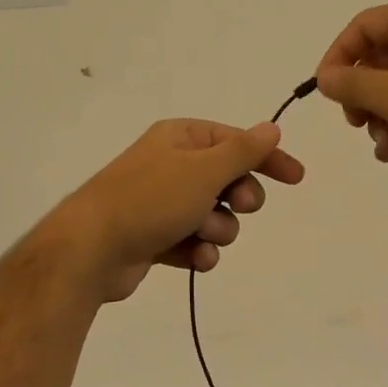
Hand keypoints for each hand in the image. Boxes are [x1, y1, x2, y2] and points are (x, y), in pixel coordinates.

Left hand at [50, 120, 305, 302]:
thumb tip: (271, 128)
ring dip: (217, 229)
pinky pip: (195, 242)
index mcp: (181, 138)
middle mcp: (171, 165)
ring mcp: (162, 203)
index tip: (296, 178)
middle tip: (237, 205)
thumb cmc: (150, 199)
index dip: (268, 158)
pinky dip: (199, 250)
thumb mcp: (203, 170)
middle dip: (238, 199)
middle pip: (228, 180)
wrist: (92, 249)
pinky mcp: (156, 237)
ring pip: (215, 216)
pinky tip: (193, 258)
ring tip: (199, 236)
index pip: (236, 142)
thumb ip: (243, 151)